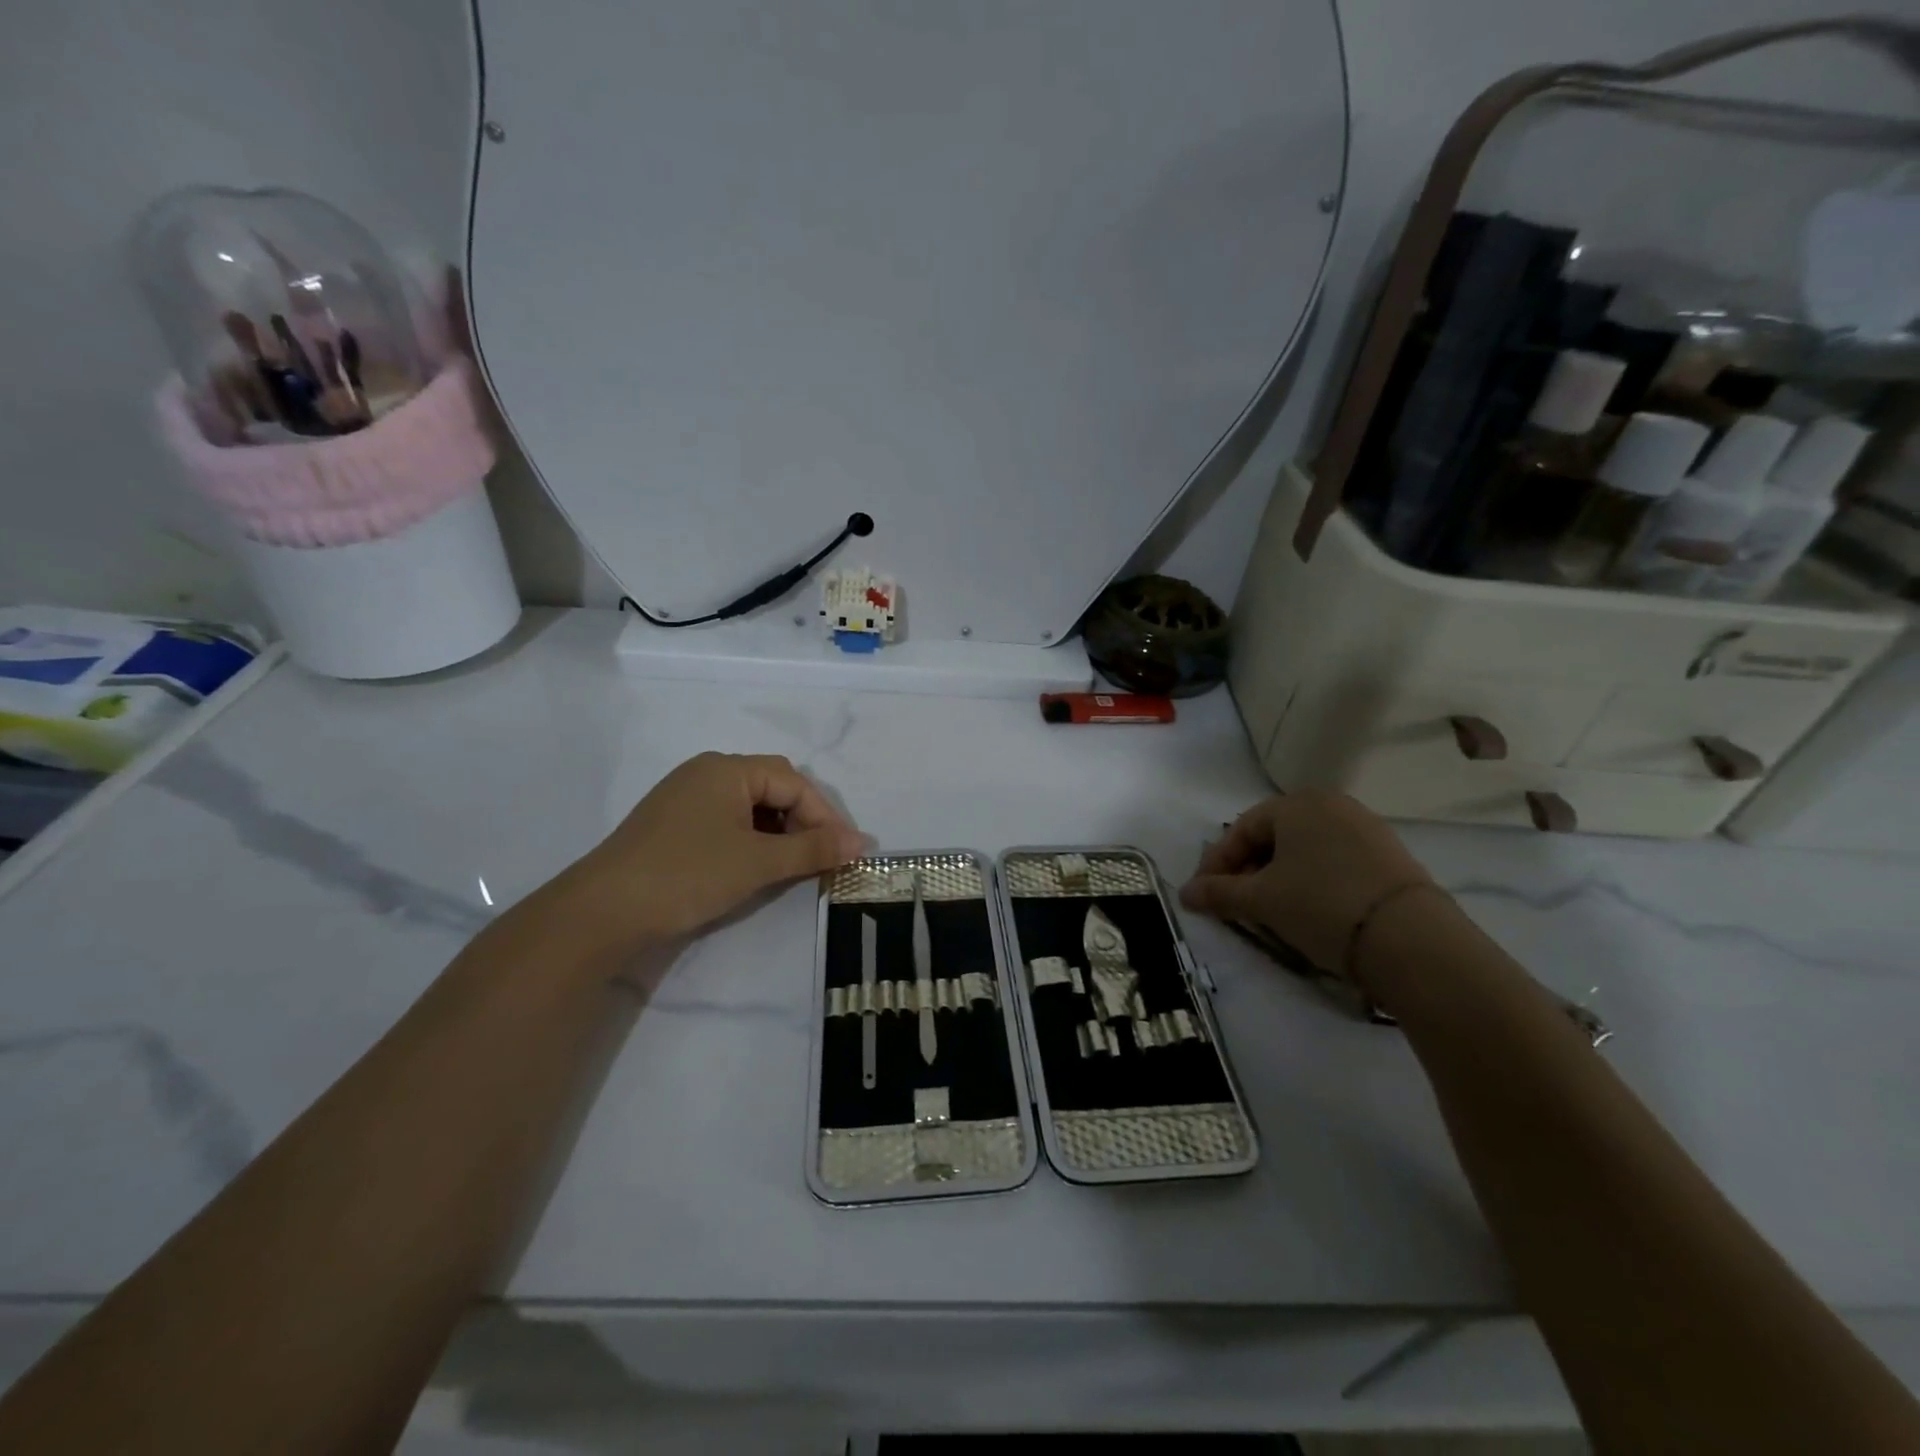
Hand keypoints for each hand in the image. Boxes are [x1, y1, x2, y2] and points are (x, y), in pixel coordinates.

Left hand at [543, 753, 865, 962]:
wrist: (601, 912)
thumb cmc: (687, 875)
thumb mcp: (758, 862)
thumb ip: (814, 849)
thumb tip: (864, 843)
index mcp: (727, 769)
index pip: (794, 783)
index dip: (824, 816)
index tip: (844, 853)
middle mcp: (706, 772)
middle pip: (773, 787)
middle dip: (803, 821)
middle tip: (820, 857)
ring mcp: (686, 796)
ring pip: (750, 806)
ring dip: (778, 832)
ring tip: (790, 865)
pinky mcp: (673, 823)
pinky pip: (727, 820)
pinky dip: (751, 839)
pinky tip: (754, 866)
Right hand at [1179, 791, 1437, 973]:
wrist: (1411, 940)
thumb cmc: (1321, 905)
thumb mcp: (1261, 901)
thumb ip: (1219, 893)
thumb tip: (1185, 893)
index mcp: (1296, 803)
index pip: (1241, 830)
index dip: (1217, 863)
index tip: (1203, 894)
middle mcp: (1331, 804)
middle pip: (1274, 836)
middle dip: (1248, 869)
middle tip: (1235, 902)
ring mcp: (1365, 827)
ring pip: (1304, 849)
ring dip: (1278, 876)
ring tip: (1269, 909)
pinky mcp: (1389, 855)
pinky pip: (1334, 861)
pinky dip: (1312, 880)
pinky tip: (1309, 908)